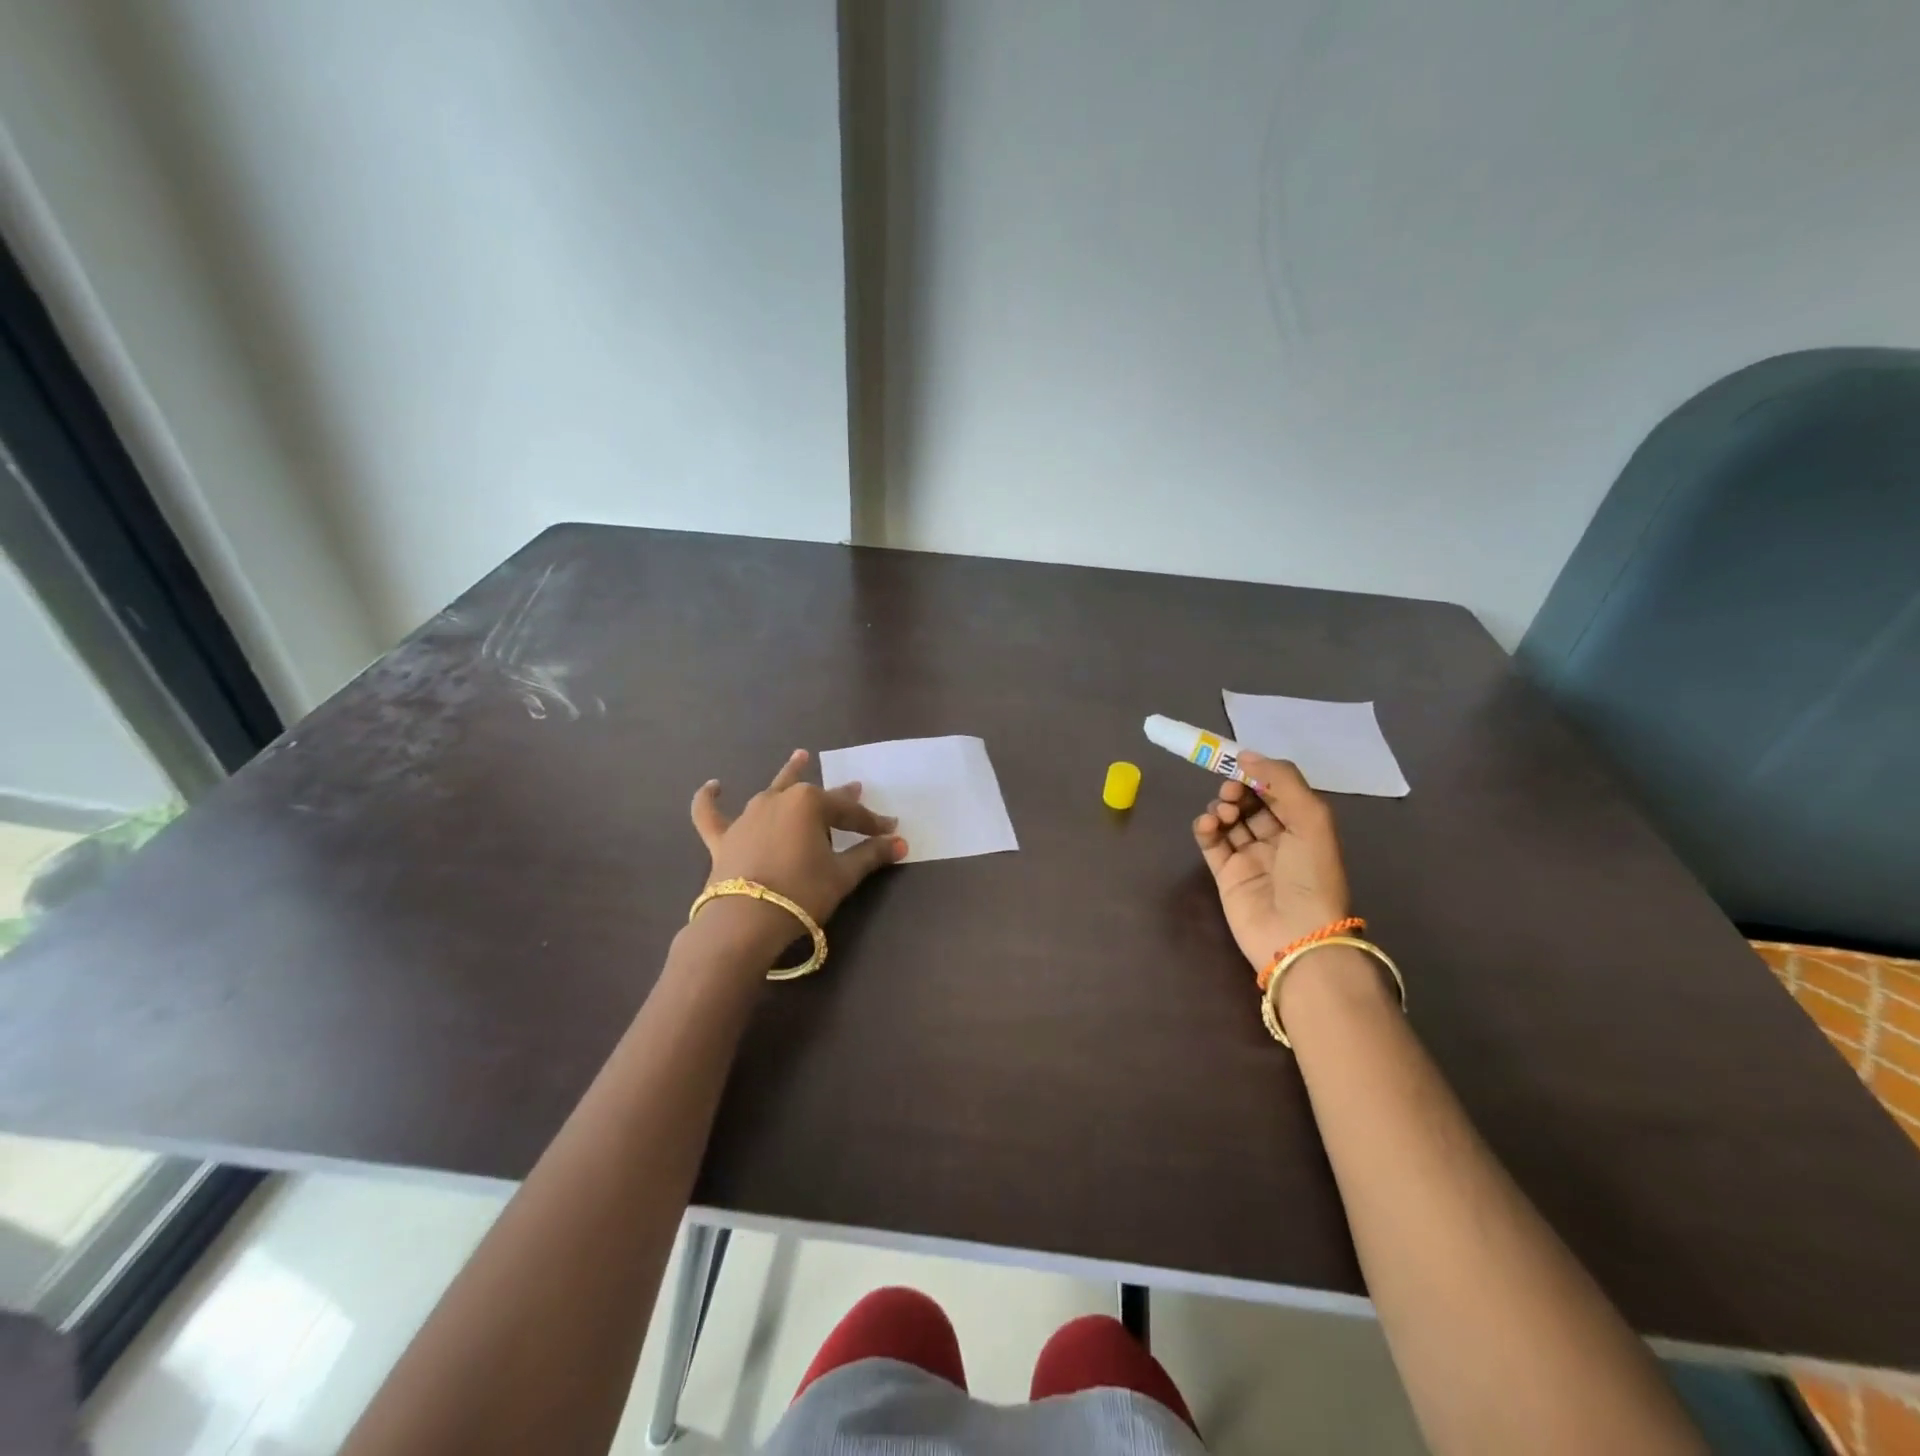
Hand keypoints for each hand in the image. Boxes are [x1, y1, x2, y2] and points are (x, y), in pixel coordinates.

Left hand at [691, 749, 907, 924]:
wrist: (745, 920)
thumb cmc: (802, 893)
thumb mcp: (843, 875)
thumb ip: (871, 855)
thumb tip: (899, 843)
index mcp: (810, 804)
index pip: (849, 812)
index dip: (871, 822)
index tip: (890, 831)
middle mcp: (778, 800)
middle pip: (815, 796)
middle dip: (839, 796)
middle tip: (855, 787)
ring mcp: (747, 816)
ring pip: (772, 791)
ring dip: (788, 776)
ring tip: (800, 758)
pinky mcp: (723, 838)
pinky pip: (711, 813)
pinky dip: (709, 799)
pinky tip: (713, 786)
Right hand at [1193, 754, 1350, 973]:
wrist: (1296, 935)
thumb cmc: (1311, 875)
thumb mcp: (1311, 819)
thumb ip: (1282, 780)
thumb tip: (1247, 755)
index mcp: (1304, 826)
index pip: (1277, 791)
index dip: (1259, 775)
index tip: (1240, 763)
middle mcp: (1278, 840)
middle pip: (1250, 803)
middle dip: (1238, 790)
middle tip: (1232, 791)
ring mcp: (1249, 857)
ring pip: (1229, 820)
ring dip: (1222, 807)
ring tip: (1223, 812)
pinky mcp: (1225, 874)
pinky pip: (1211, 842)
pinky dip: (1205, 827)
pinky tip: (1208, 824)